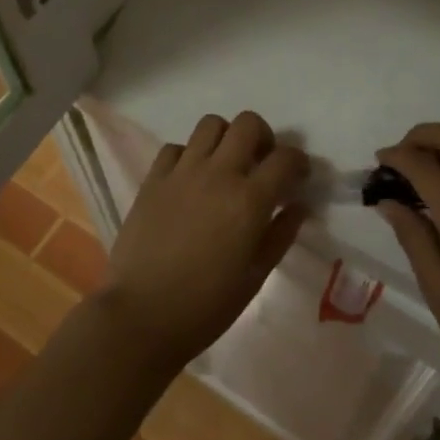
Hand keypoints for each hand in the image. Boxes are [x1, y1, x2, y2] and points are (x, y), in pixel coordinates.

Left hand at [98, 111, 308, 374]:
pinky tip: (190, 180)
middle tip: (261, 163)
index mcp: (249, 200)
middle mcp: (218, 173)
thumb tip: (298, 206)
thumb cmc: (205, 306)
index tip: (298, 176)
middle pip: (248, 123)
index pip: (285, 158)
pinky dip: (189, 155)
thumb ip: (280, 235)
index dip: (299, 162)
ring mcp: (183, 171)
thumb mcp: (254, 277)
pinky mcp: (154, 178)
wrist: (141, 316)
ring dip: (225, 138)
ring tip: (225, 165)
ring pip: (211, 124)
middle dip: (263, 137)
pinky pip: (176, 147)